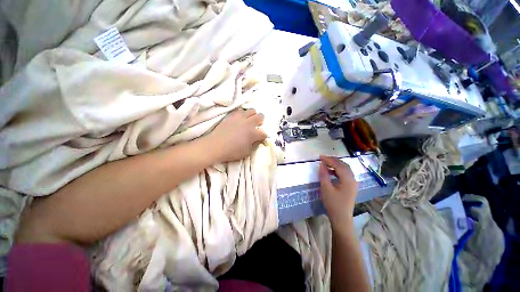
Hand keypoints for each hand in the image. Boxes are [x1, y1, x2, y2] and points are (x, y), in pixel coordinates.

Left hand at [207, 109, 266, 162]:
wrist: (216, 146)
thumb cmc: (232, 151)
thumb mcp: (247, 152)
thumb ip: (255, 145)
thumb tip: (258, 141)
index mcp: (254, 133)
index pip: (264, 133)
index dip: (264, 136)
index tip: (262, 138)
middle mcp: (249, 123)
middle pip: (260, 117)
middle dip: (261, 121)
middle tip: (257, 126)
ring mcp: (240, 118)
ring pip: (251, 110)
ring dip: (253, 115)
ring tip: (249, 120)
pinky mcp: (232, 115)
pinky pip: (240, 111)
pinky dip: (243, 114)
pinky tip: (240, 119)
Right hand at [319, 155, 358, 226]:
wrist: (341, 218)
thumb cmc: (333, 203)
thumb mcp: (326, 188)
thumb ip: (324, 174)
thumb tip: (322, 164)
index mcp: (348, 179)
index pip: (338, 165)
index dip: (329, 159)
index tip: (320, 157)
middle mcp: (353, 179)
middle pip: (344, 165)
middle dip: (333, 160)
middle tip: (323, 158)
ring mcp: (353, 183)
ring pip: (345, 169)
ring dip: (336, 164)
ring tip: (326, 163)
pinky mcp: (351, 186)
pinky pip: (345, 174)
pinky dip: (338, 170)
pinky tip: (331, 172)